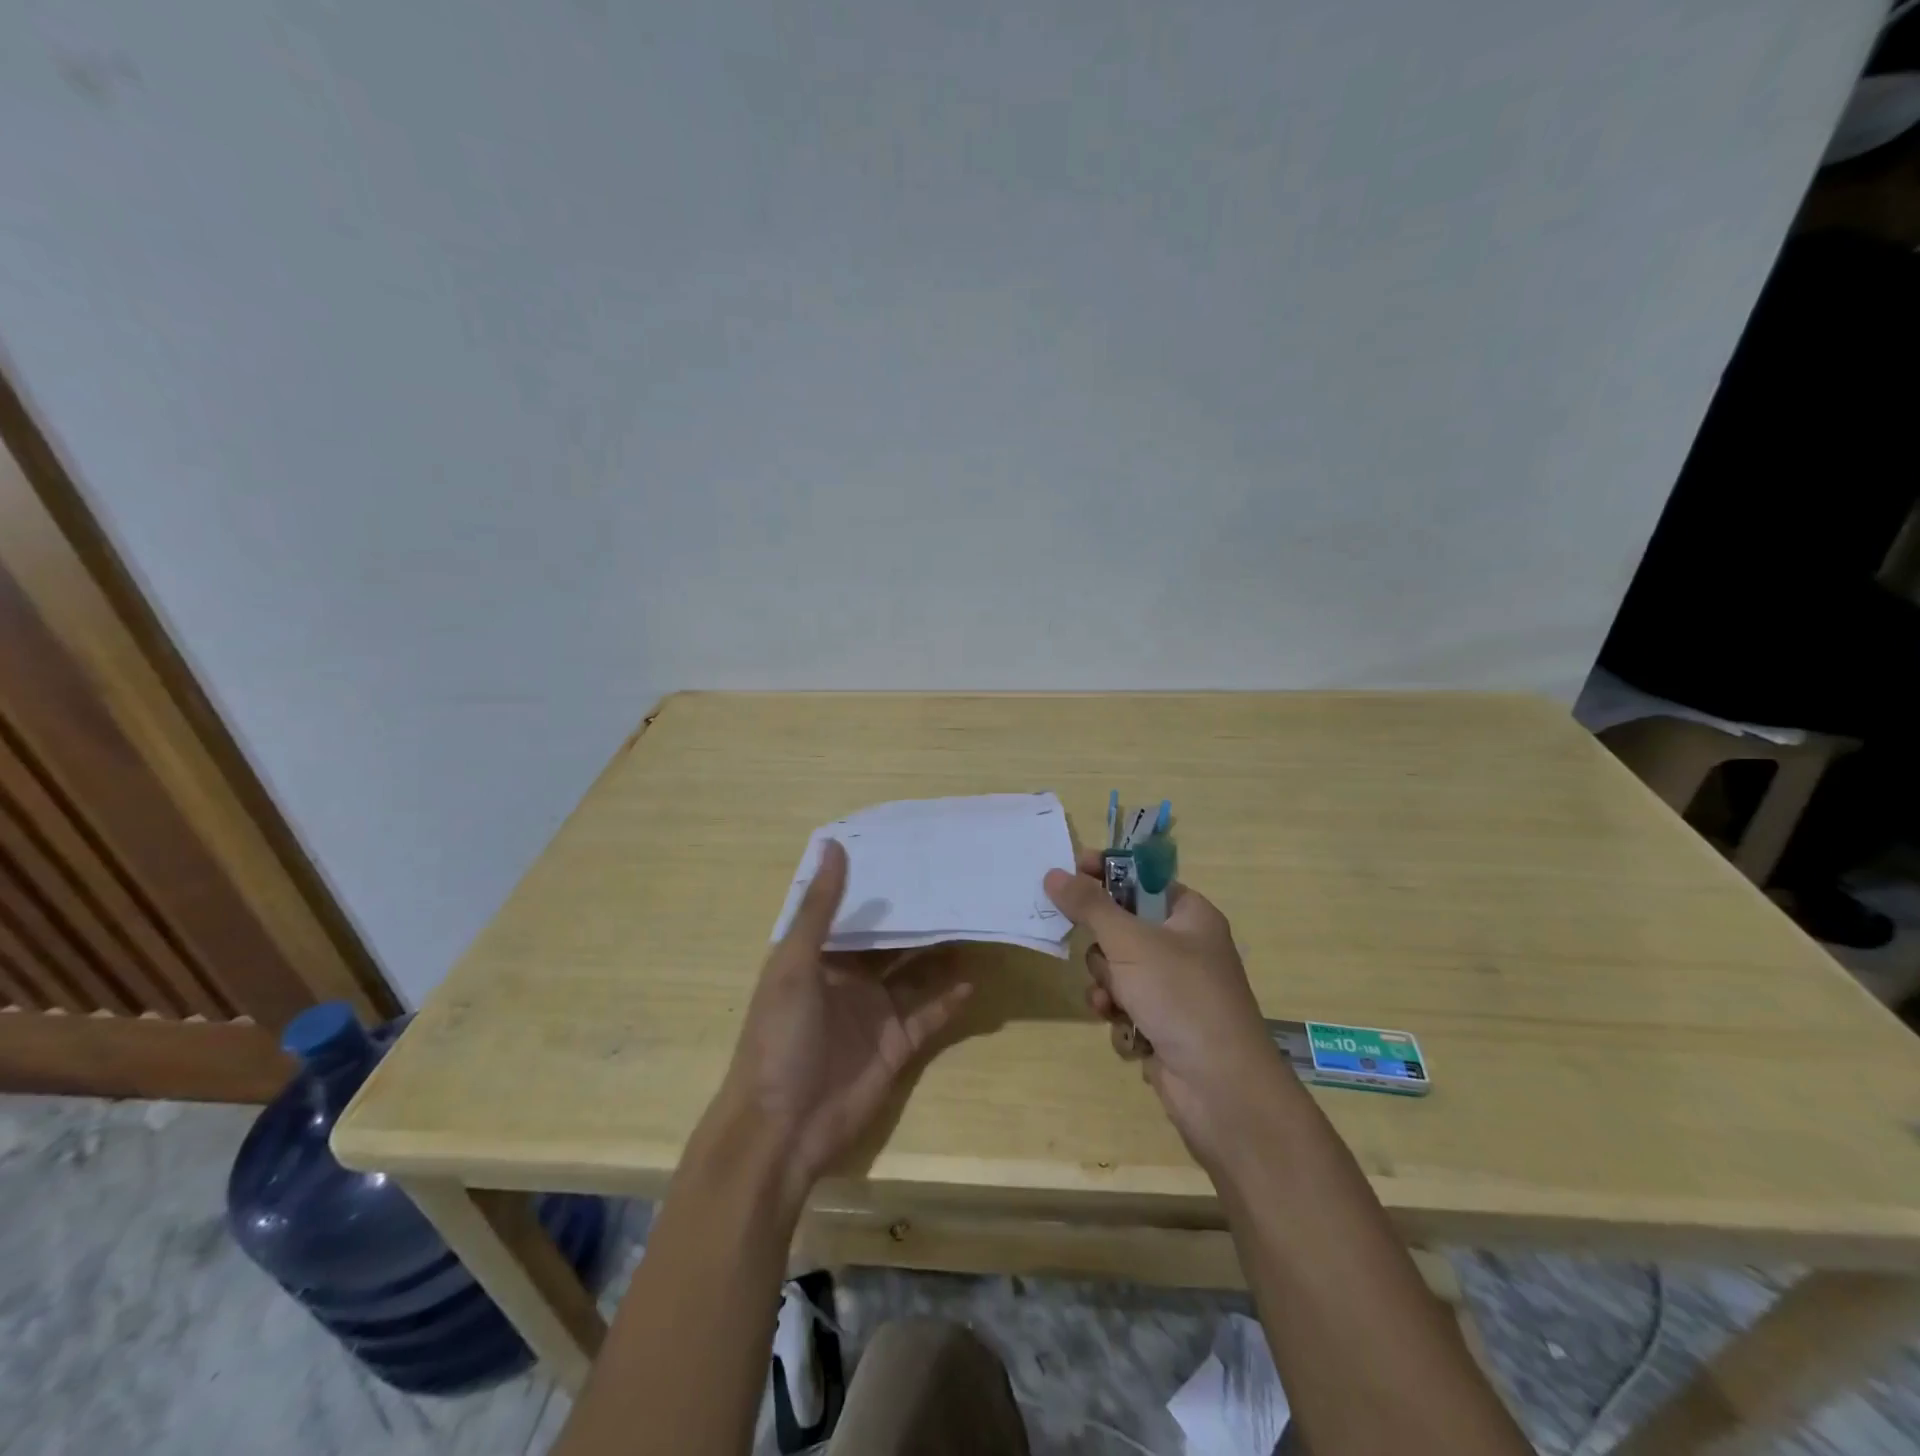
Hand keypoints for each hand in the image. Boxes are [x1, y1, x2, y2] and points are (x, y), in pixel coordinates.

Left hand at [715, 840, 972, 1207]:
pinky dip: (950, 1000)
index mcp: (820, 957)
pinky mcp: (897, 1046)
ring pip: (916, 975)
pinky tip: (974, 980)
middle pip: (892, 942)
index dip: (881, 886)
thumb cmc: (780, 1037)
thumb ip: (819, 909)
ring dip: (942, 954)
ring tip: (975, 925)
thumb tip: (834, 844)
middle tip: (958, 887)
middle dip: (919, 919)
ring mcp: (875, 1013)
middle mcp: (850, 979)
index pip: (856, 913)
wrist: (781, 1129)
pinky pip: (929, 1015)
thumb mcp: (793, 965)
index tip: (915, 854)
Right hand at [1044, 851, 1299, 1167]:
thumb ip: (1089, 905)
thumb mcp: (1130, 942)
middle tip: (1104, 955)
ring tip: (1113, 1000)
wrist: (1221, 1089)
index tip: (1070, 871)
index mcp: (1190, 915)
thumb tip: (1053, 873)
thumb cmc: (1180, 997)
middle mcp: (1184, 947)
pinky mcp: (1163, 1023)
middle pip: (1122, 926)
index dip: (1107, 873)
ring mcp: (1174, 988)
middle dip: (1104, 947)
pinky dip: (1118, 1014)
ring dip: (1107, 984)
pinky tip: (1123, 1027)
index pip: (1141, 878)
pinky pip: (1124, 1004)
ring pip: (1117, 969)